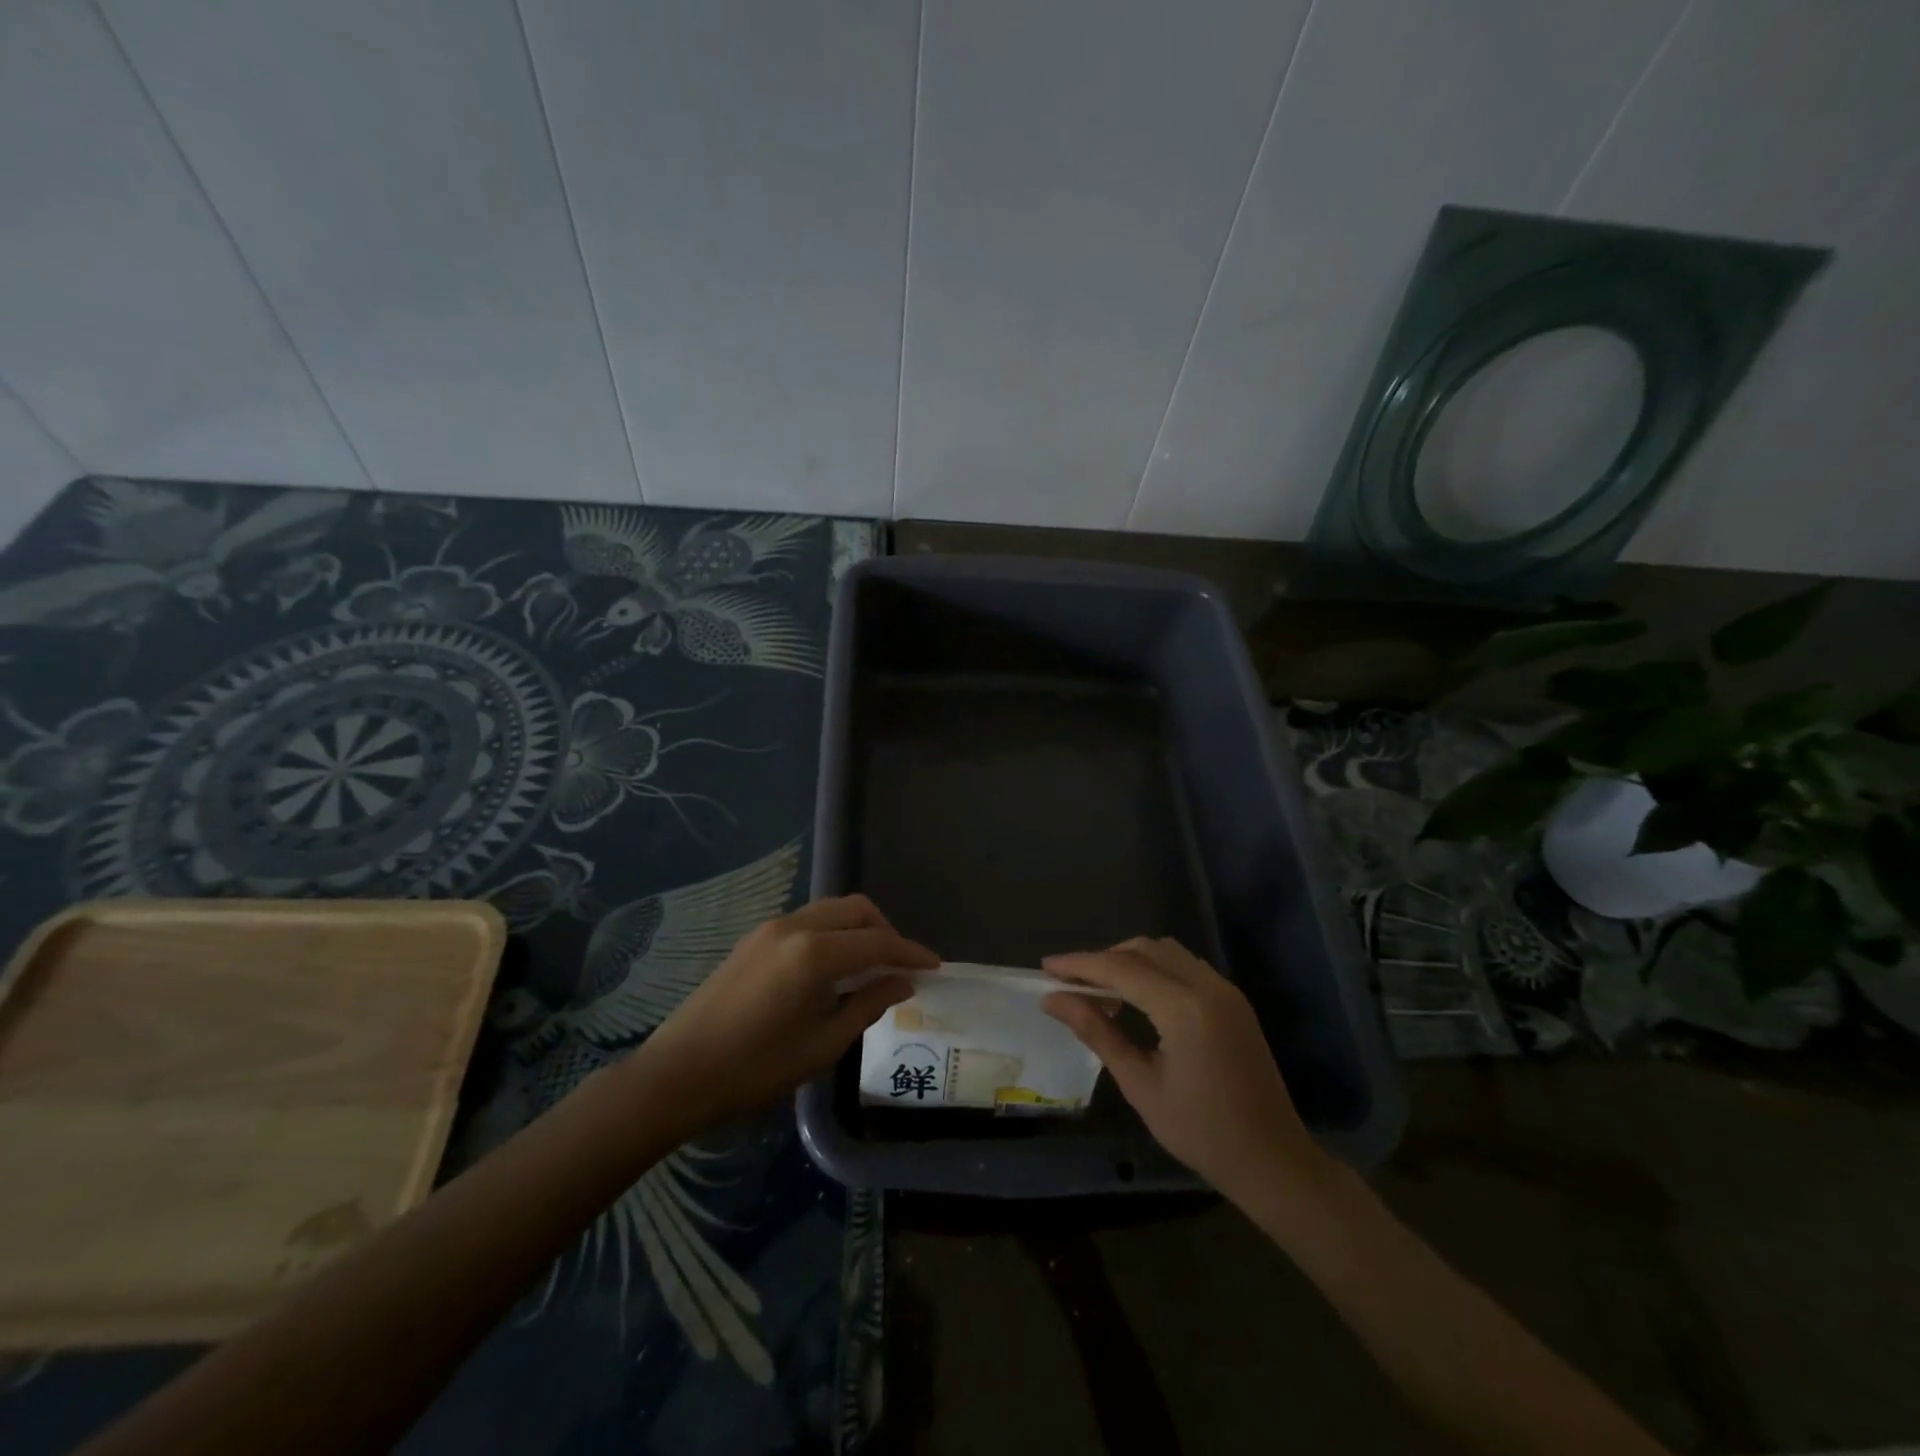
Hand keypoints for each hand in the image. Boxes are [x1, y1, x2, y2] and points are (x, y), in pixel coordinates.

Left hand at [637, 895, 937, 1129]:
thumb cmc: (755, 1069)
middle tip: (900, 967)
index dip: (911, 953)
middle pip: (857, 909)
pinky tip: (833, 967)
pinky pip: (808, 920)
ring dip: (858, 929)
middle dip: (886, 931)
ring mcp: (770, 928)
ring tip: (870, 966)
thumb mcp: (822, 1045)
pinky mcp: (754, 938)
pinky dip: (832, 932)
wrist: (678, 1073)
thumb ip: (867, 1005)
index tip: (935, 966)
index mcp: (815, 953)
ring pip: (831, 909)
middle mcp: (795, 927)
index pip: (878, 942)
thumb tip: (901, 983)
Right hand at [1042, 938, 1327, 1206]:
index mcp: (1184, 1008)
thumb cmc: (1201, 1132)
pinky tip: (1137, 997)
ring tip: (1099, 990)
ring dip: (1129, 960)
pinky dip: (1154, 969)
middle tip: (1069, 983)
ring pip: (1165, 951)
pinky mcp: (1233, 1000)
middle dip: (1102, 959)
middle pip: (1143, 949)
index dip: (1079, 964)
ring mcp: (1224, 990)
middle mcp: (1207, 986)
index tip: (1045, 968)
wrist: (1273, 1161)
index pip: (1120, 968)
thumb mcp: (1140, 1085)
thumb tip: (1053, 999)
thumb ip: (1097, 1032)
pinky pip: (1184, 966)